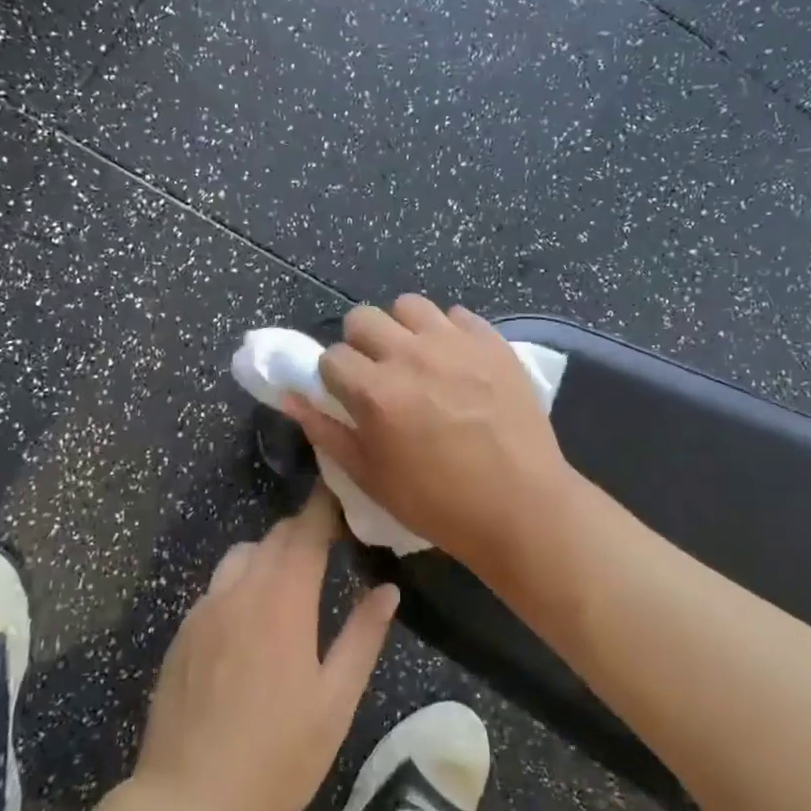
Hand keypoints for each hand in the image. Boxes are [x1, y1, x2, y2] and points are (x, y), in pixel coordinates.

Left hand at [132, 488, 398, 810]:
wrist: (188, 804)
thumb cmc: (276, 757)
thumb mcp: (335, 701)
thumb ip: (363, 637)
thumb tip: (387, 589)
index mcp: (283, 600)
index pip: (307, 530)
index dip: (326, 507)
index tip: (345, 497)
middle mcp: (240, 590)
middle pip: (275, 537)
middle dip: (304, 531)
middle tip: (331, 543)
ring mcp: (204, 610)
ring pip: (241, 556)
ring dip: (270, 555)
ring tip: (290, 584)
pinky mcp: (182, 633)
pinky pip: (217, 587)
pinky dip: (241, 583)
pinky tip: (250, 623)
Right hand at [284, 295, 572, 568]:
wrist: (520, 505)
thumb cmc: (438, 502)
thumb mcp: (370, 477)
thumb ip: (326, 432)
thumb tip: (290, 398)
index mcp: (376, 391)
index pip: (330, 356)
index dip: (334, 377)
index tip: (348, 396)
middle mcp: (411, 354)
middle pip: (363, 317)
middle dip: (360, 343)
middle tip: (378, 373)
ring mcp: (455, 343)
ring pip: (409, 305)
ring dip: (403, 328)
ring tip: (417, 359)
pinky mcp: (491, 341)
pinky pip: (457, 314)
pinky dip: (448, 332)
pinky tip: (456, 361)